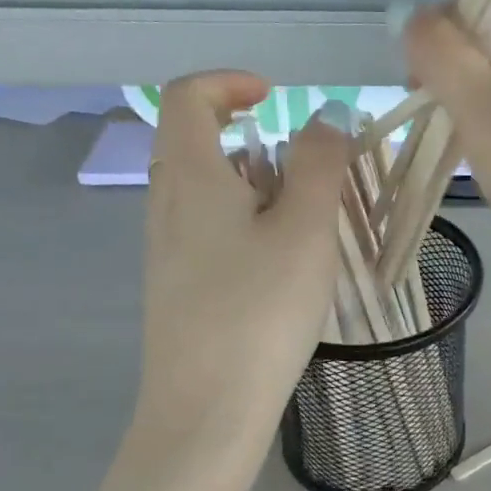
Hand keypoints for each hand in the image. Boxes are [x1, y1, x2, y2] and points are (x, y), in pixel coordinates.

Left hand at [137, 73, 352, 442]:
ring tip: (304, 224)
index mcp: (191, 177)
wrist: (207, 408)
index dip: (230, 82)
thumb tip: (324, 117)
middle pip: (196, 143)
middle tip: (306, 170)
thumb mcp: (305, 229)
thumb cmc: (260, 310)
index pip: (188, 97)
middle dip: (253, 139)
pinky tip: (279, 267)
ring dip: (254, 186)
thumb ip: (318, 164)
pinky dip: (245, 223)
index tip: (278, 98)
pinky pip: (207, 230)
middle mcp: (166, 205)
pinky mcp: (176, 287)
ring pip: (205, 191)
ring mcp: (165, 249)